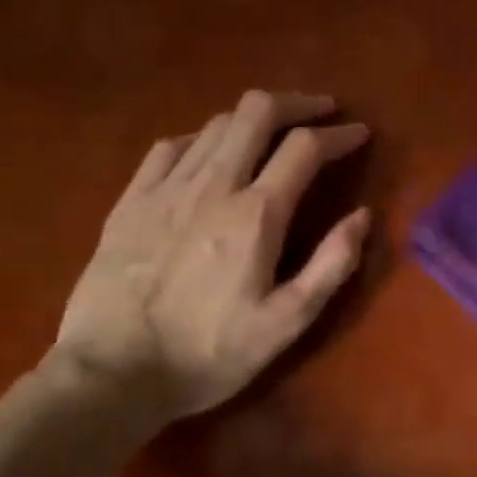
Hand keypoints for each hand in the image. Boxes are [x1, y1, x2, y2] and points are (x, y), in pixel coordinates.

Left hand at [55, 91, 370, 420]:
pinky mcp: (130, 200)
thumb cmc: (211, 353)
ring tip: (274, 134)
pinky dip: (204, 139)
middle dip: (297, 103)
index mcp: (256, 214)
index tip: (360, 134)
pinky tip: (210, 155)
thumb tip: (362, 216)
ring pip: (215, 124)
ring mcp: (165, 187)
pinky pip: (172, 146)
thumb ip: (332, 264)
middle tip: (322, 112)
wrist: (114, 373)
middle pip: (256, 112)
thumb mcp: (288, 322)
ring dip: (253, 119)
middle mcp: (212, 185)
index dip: (339, 135)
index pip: (305, 148)